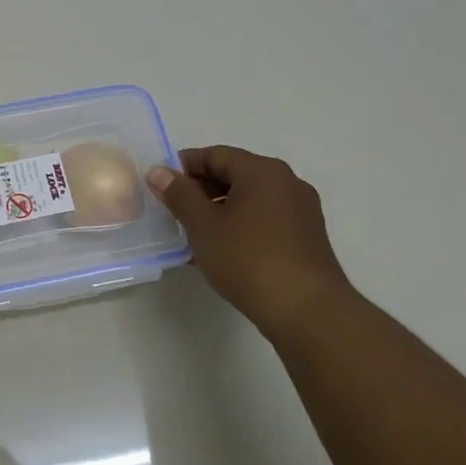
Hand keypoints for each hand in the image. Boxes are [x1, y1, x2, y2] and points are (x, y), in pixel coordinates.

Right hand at [146, 147, 352, 341]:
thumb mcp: (203, 225)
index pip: (216, 154)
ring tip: (193, 235)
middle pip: (235, 174)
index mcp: (263, 171)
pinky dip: (239, 226)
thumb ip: (179, 194)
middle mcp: (287, 183)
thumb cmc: (248, 258)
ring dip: (218, 210)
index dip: (184, 166)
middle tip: (173, 211)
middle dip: (201, 189)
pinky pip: (264, 220)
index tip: (161, 185)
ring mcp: (301, 211)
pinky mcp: (306, 238)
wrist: (306, 310)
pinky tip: (221, 251)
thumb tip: (159, 171)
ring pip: (249, 199)